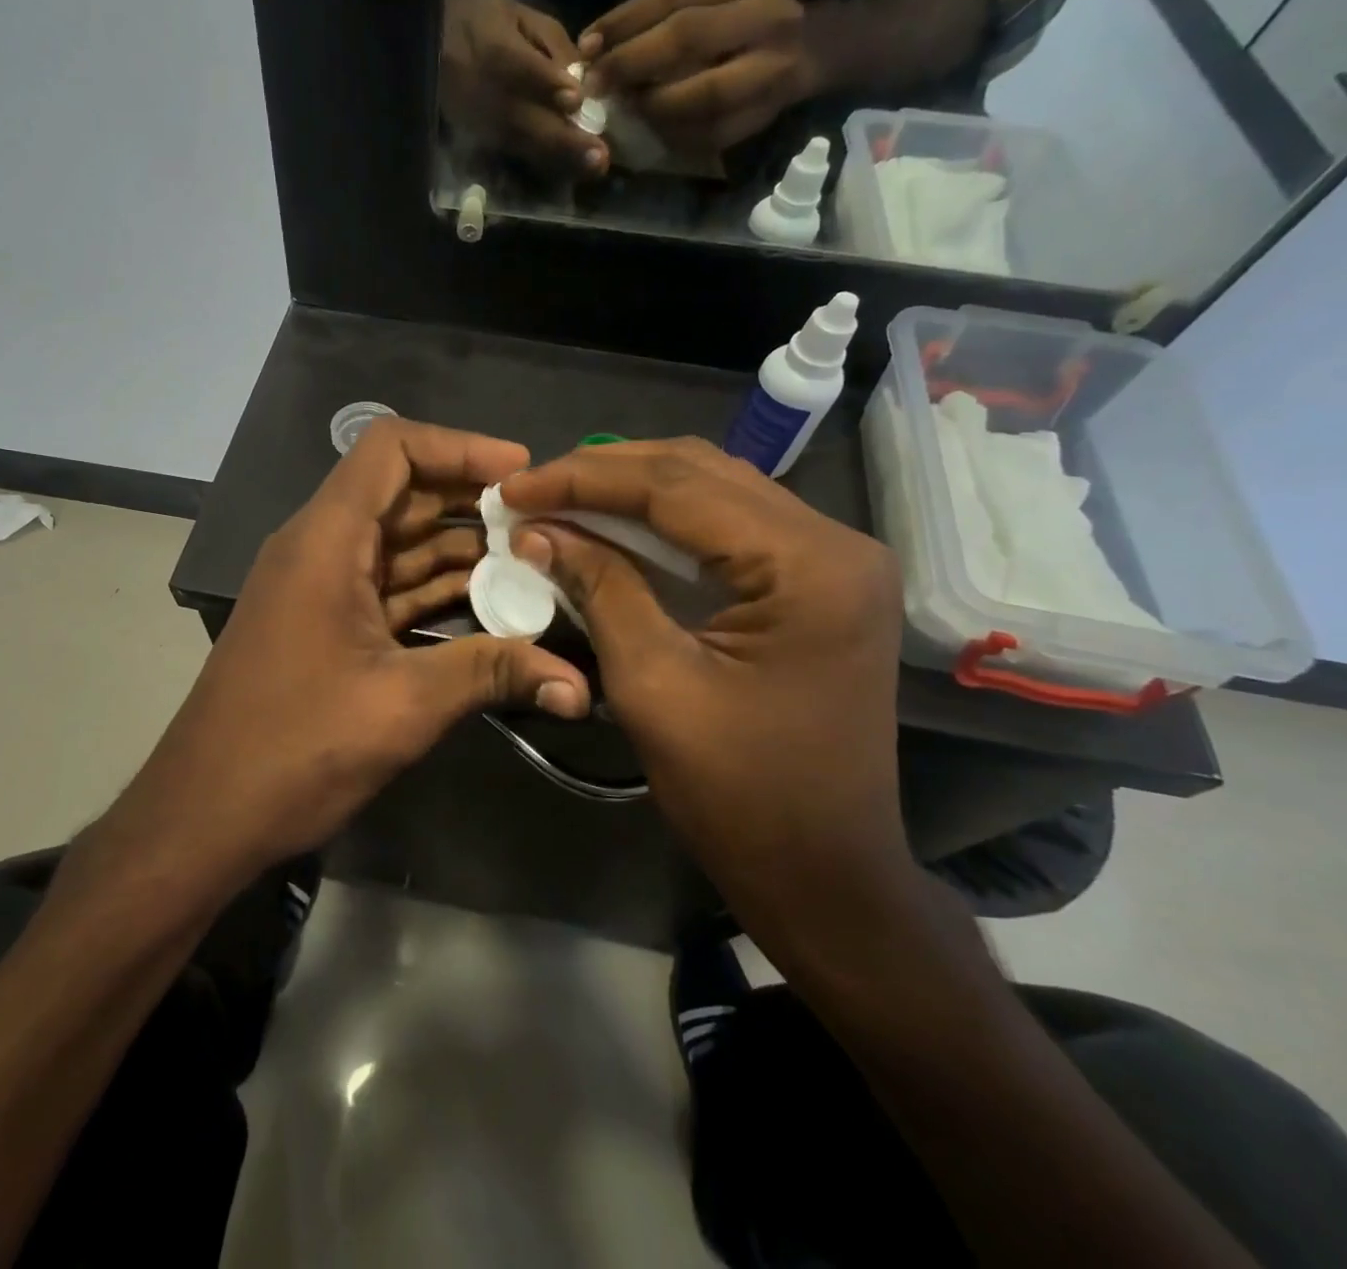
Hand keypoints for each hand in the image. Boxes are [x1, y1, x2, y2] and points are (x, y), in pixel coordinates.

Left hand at [116, 419, 592, 877]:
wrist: (204, 815)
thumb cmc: (293, 748)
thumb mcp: (402, 705)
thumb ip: (491, 674)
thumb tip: (578, 683)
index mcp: (326, 540)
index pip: (391, 448)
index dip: (459, 447)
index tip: (521, 473)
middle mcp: (319, 548)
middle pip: (402, 493)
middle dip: (472, 502)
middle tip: (543, 524)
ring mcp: (320, 588)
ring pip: (399, 544)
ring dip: (460, 551)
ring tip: (533, 565)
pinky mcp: (325, 625)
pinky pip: (388, 587)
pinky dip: (435, 591)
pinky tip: (490, 609)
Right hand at [441, 0, 608, 176]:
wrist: (436, 47)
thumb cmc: (486, 23)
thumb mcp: (520, 16)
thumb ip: (553, 45)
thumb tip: (583, 79)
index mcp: (490, 46)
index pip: (517, 66)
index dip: (544, 83)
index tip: (575, 100)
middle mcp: (483, 91)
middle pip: (524, 119)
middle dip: (563, 139)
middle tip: (599, 156)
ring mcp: (480, 122)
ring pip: (523, 143)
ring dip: (559, 157)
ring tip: (593, 166)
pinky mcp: (482, 140)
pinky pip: (518, 152)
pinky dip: (547, 160)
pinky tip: (574, 167)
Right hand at [500, 439, 905, 928]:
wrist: (823, 873)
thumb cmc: (738, 794)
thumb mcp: (653, 685)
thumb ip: (600, 589)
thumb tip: (538, 530)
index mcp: (807, 565)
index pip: (678, 487)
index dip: (585, 480)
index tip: (514, 487)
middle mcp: (832, 541)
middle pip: (700, 472)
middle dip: (605, 473)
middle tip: (530, 487)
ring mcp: (831, 560)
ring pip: (715, 490)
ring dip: (632, 489)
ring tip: (560, 496)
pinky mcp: (816, 582)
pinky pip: (729, 526)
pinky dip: (664, 520)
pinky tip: (613, 525)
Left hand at [580, 0, 819, 156]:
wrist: (815, 49)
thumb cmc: (744, 21)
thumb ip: (663, 15)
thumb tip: (593, 48)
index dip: (624, 22)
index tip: (586, 47)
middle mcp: (772, 13)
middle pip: (687, 37)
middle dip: (631, 64)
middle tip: (596, 85)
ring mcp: (775, 66)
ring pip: (702, 93)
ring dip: (653, 106)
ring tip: (623, 110)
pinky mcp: (767, 113)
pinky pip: (710, 132)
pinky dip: (673, 135)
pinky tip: (650, 132)